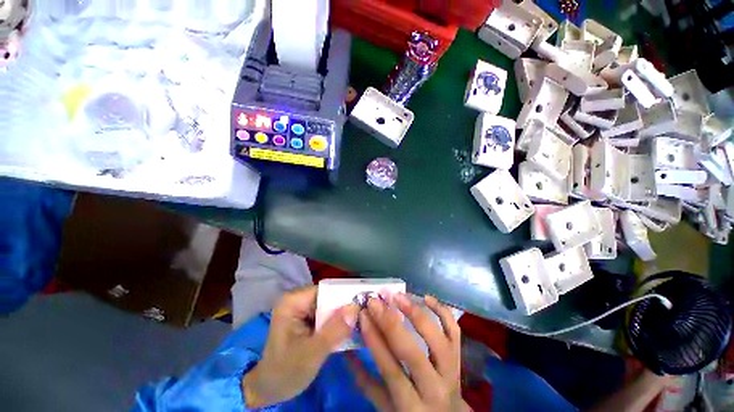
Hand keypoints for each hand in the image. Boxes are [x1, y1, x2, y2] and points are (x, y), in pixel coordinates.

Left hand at [242, 286, 359, 406]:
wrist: (268, 389)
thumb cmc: (285, 372)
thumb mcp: (311, 354)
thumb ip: (334, 331)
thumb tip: (355, 308)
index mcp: (292, 302)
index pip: (325, 291)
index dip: (344, 296)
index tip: (363, 304)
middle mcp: (297, 299)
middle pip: (328, 297)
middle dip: (344, 307)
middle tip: (364, 316)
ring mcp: (301, 308)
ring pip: (329, 306)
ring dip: (342, 316)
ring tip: (359, 323)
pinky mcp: (305, 318)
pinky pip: (326, 314)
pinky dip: (336, 322)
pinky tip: (347, 330)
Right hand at [350, 293, 469, 411]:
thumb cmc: (412, 411)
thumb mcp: (387, 407)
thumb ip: (366, 383)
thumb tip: (346, 355)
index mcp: (412, 406)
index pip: (391, 370)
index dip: (375, 341)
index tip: (363, 315)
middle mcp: (435, 388)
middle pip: (412, 353)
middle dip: (390, 323)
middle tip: (375, 301)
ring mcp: (451, 370)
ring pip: (436, 338)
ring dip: (415, 313)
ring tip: (398, 296)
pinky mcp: (459, 356)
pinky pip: (454, 330)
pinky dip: (442, 311)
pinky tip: (425, 297)